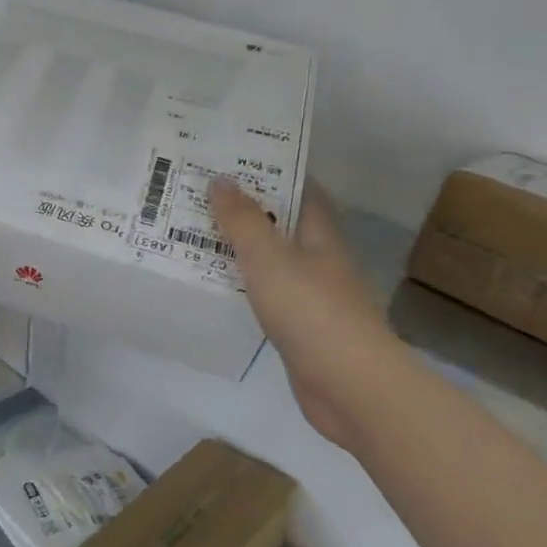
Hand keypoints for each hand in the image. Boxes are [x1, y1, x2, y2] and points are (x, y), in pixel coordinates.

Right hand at [209, 178, 405, 445]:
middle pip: (284, 225)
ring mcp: (313, 298)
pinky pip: (266, 296)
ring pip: (272, 262)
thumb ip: (243, 220)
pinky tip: (216, 287)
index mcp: (321, 237)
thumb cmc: (312, 312)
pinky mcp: (302, 330)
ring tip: (197, 234)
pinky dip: (244, 286)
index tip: (236, 159)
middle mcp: (321, 261)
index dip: (274, 172)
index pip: (302, 192)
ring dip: (242, 249)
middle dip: (249, 210)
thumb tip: (220, 179)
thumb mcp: (269, 258)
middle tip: (202, 196)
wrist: (350, 387)